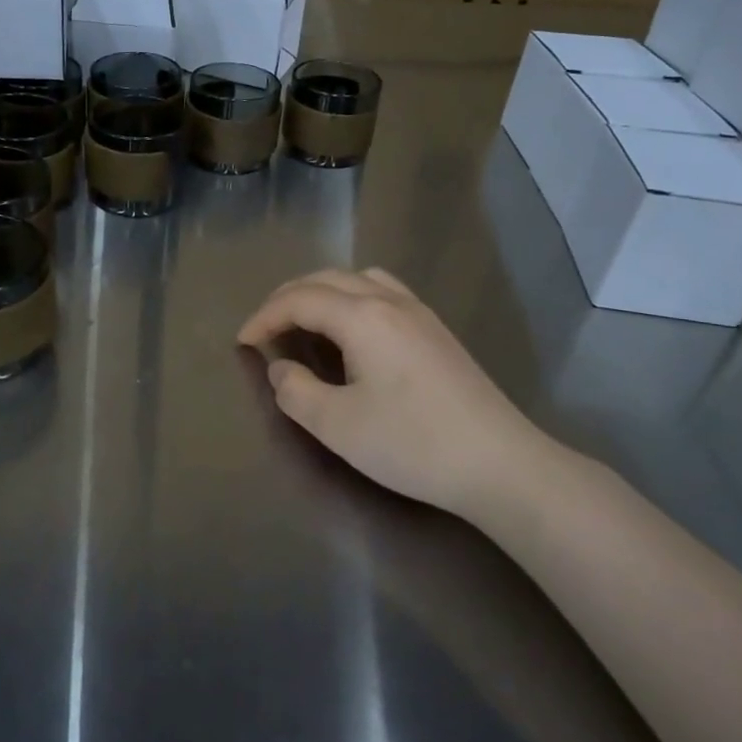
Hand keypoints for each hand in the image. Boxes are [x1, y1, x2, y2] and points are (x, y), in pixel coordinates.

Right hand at [238, 268, 550, 516]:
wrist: (500, 463)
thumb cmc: (412, 443)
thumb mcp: (337, 426)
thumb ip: (295, 392)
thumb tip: (280, 369)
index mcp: (362, 317)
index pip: (299, 299)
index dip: (264, 316)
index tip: (241, 342)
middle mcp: (390, 301)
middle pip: (326, 279)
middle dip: (287, 297)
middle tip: (265, 327)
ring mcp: (419, 312)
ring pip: (358, 278)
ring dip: (322, 291)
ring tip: (305, 320)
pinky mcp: (437, 331)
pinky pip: (383, 291)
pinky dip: (352, 297)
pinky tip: (354, 330)